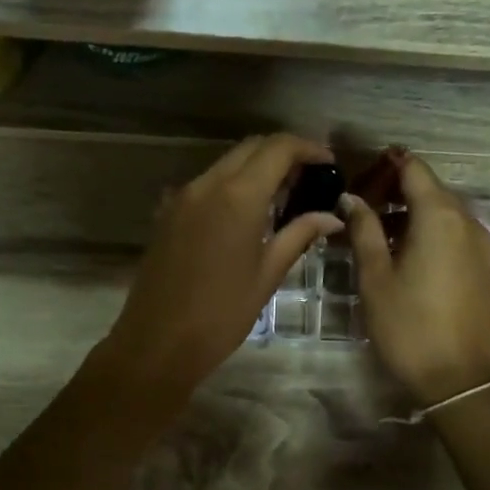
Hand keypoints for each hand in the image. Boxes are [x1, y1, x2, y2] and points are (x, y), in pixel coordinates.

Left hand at [101, 133, 342, 399]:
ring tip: (282, 196)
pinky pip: (206, 183)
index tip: (328, 163)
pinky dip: (231, 185)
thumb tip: (331, 217)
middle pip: (250, 147)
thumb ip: (299, 235)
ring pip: (226, 163)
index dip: (307, 148)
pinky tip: (246, 214)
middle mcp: (207, 184)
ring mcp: (182, 196)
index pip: (278, 148)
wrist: (157, 342)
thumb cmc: (221, 314)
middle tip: (308, 179)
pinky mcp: (167, 213)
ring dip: (256, 168)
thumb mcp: (268, 274)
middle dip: (283, 153)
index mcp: (237, 196)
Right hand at [344, 149, 489, 405]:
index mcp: (439, 216)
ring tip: (375, 233)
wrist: (458, 379)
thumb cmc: (408, 325)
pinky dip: (428, 231)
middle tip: (359, 208)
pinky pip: (453, 232)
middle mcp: (466, 220)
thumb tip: (351, 198)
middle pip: (430, 188)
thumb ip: (364, 230)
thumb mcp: (375, 277)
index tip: (358, 176)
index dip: (385, 165)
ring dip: (411, 213)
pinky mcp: (483, 264)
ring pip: (442, 211)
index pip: (413, 168)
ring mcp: (480, 243)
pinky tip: (403, 253)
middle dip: (395, 190)